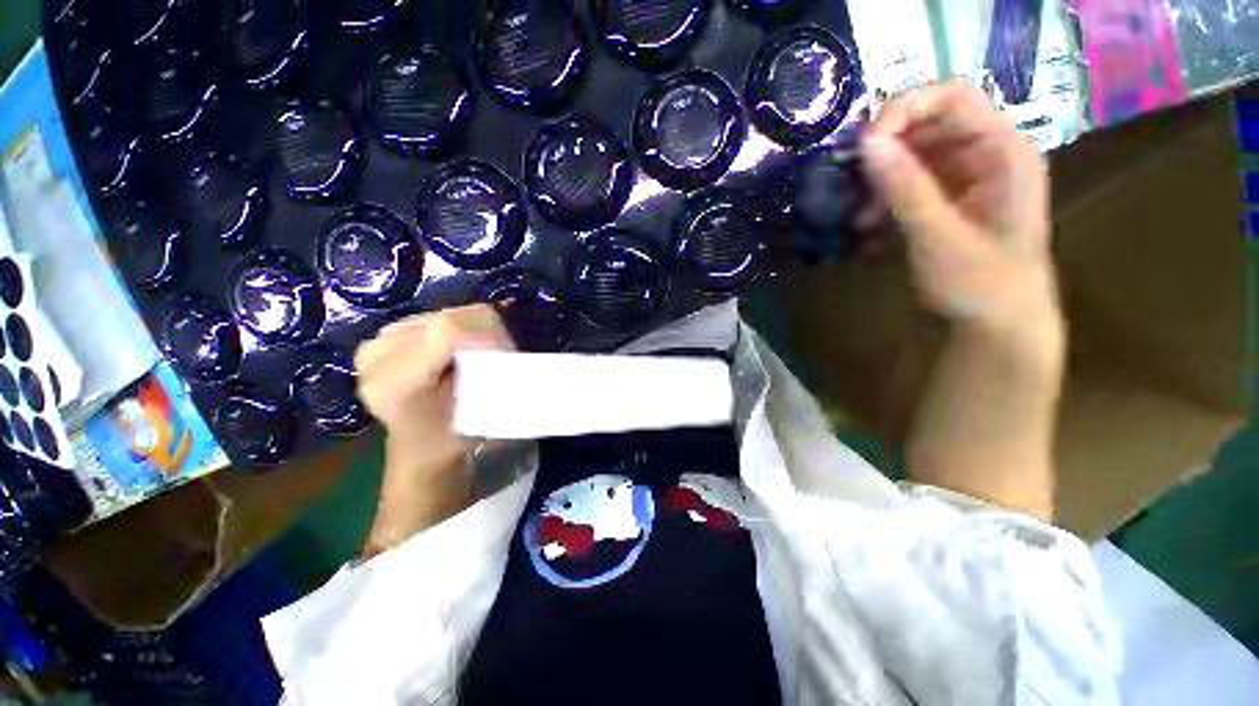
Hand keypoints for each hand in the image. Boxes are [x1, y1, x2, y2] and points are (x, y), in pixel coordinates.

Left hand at [355, 305, 515, 554]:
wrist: (419, 448)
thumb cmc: (450, 440)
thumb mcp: (477, 416)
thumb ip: (490, 381)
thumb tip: (509, 350)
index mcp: (394, 382)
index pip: (447, 330)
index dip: (487, 334)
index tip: (508, 353)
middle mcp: (376, 355)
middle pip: (447, 318)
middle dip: (485, 333)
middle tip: (499, 356)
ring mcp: (378, 342)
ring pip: (446, 314)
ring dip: (474, 330)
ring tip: (481, 355)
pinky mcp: (386, 335)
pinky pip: (438, 316)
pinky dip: (462, 329)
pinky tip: (463, 350)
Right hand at [861, 82, 1060, 337]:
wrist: (997, 325)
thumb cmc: (981, 283)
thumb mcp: (939, 236)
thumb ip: (904, 188)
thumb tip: (865, 142)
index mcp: (1002, 150)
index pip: (953, 97)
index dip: (905, 107)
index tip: (863, 142)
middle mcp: (985, 153)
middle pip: (927, 124)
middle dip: (884, 151)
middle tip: (849, 181)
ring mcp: (964, 177)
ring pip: (912, 155)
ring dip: (878, 181)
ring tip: (858, 217)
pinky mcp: (945, 199)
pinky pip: (907, 184)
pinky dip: (882, 201)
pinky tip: (868, 229)